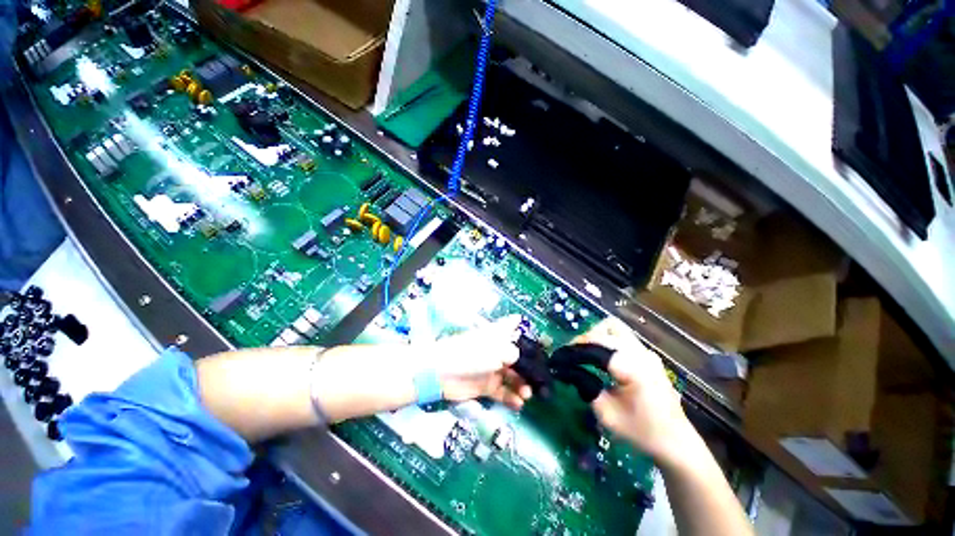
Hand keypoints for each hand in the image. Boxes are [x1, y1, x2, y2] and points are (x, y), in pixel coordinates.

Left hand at [430, 315, 531, 409]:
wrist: (443, 372)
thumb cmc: (473, 353)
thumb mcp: (498, 349)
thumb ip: (516, 355)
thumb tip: (526, 361)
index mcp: (499, 335)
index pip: (514, 327)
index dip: (526, 331)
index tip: (541, 341)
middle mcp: (498, 350)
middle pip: (518, 358)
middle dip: (530, 369)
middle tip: (541, 381)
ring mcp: (492, 368)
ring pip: (513, 377)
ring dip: (522, 385)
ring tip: (527, 394)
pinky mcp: (486, 386)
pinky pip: (503, 392)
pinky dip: (512, 398)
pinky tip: (519, 403)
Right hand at [578, 317, 694, 466]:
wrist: (676, 443)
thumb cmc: (641, 432)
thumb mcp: (606, 414)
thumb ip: (585, 388)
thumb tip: (567, 371)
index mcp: (632, 366)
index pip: (596, 344)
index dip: (574, 348)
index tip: (559, 357)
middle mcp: (641, 353)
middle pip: (605, 329)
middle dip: (584, 339)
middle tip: (571, 355)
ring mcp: (647, 352)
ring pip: (614, 328)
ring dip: (596, 336)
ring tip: (585, 352)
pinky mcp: (648, 356)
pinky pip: (622, 337)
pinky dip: (606, 340)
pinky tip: (600, 357)